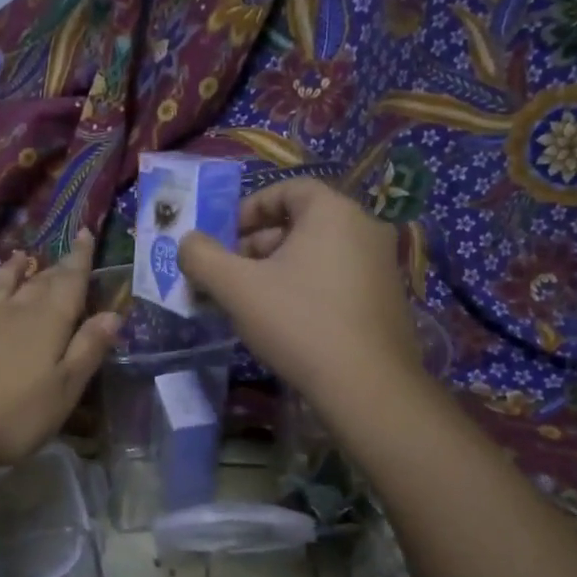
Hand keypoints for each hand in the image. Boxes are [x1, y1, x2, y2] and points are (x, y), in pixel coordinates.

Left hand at [0, 230, 119, 471]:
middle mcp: (14, 311)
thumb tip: (112, 314)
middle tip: (66, 256)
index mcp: (48, 322)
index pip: (70, 281)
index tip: (84, 233)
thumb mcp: (63, 391)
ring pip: (3, 285)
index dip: (80, 258)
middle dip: (56, 268)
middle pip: (40, 282)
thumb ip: (87, 350)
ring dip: (16, 270)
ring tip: (22, 257)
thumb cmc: (11, 415)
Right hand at [178, 180, 419, 410]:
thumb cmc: (299, 322)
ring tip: (253, 302)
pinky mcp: (388, 299)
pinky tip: (288, 321)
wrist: (368, 387)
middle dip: (260, 244)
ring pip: (320, 253)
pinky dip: (309, 287)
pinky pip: (339, 278)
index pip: (288, 189)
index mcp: (334, 212)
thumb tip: (187, 242)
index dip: (250, 208)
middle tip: (232, 274)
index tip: (225, 236)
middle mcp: (365, 228)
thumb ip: (202, 257)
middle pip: (302, 222)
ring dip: (281, 268)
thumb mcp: (237, 288)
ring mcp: (383, 264)